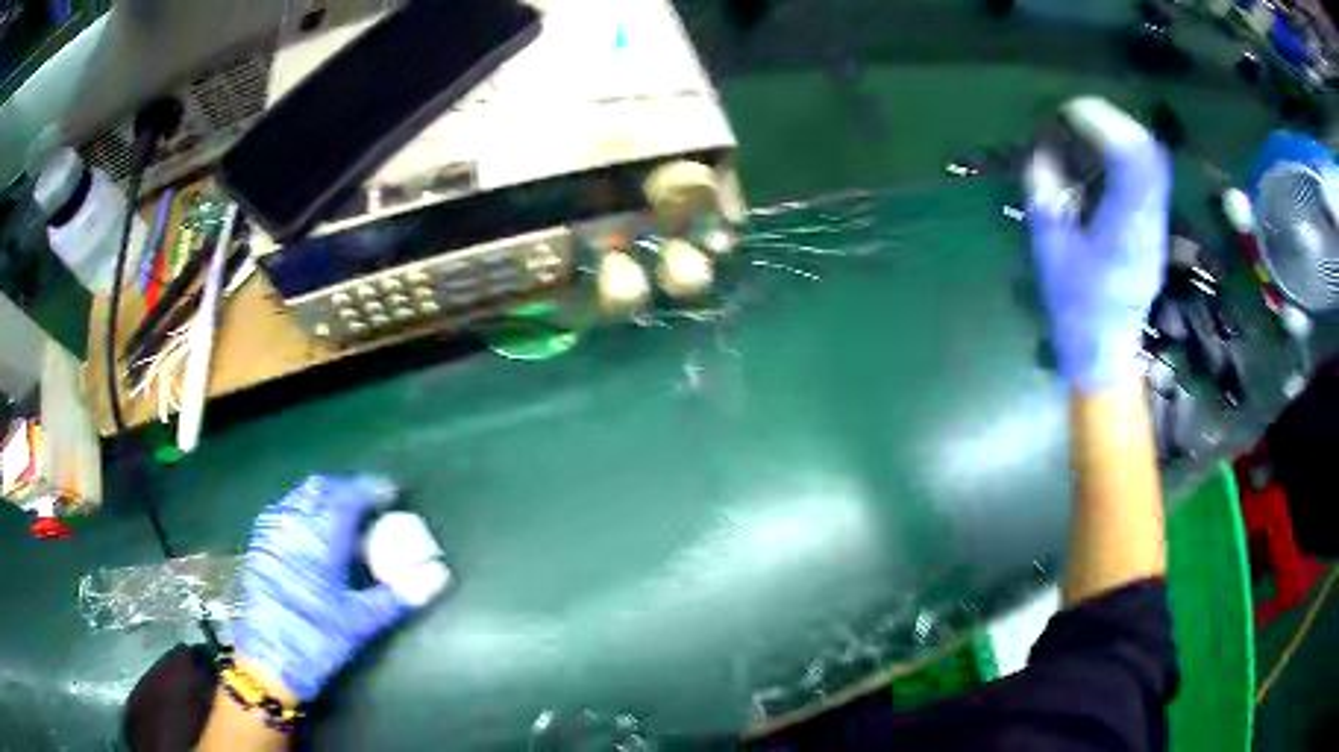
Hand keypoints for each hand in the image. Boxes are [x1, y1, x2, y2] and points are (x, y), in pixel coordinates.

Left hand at [235, 476, 428, 701]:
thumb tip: (439, 576)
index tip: (392, 492)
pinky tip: (311, 532)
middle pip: (320, 488)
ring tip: (343, 515)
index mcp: (319, 537)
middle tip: (369, 503)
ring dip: (323, 497)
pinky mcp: (259, 545)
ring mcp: (271, 532)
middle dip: (346, 489)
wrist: (269, 661)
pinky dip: (302, 510)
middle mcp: (292, 524)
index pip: (347, 496)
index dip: (371, 489)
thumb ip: (399, 595)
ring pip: (298, 496)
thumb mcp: (362, 621)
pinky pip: (283, 510)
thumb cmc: (318, 638)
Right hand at [1026, 97, 1169, 391]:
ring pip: (1153, 163)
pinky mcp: (1155, 229)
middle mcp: (1148, 221)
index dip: (1103, 123)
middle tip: (1082, 114)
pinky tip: (1106, 157)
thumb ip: (1046, 198)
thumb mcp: (1050, 252)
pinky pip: (1150, 178)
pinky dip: (1129, 156)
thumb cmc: (1076, 307)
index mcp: (1123, 228)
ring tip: (1092, 129)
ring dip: (1124, 135)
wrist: (1107, 350)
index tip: (1071, 111)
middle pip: (1148, 153)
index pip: (1129, 158)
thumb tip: (1041, 155)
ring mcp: (1156, 226)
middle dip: (1116, 121)